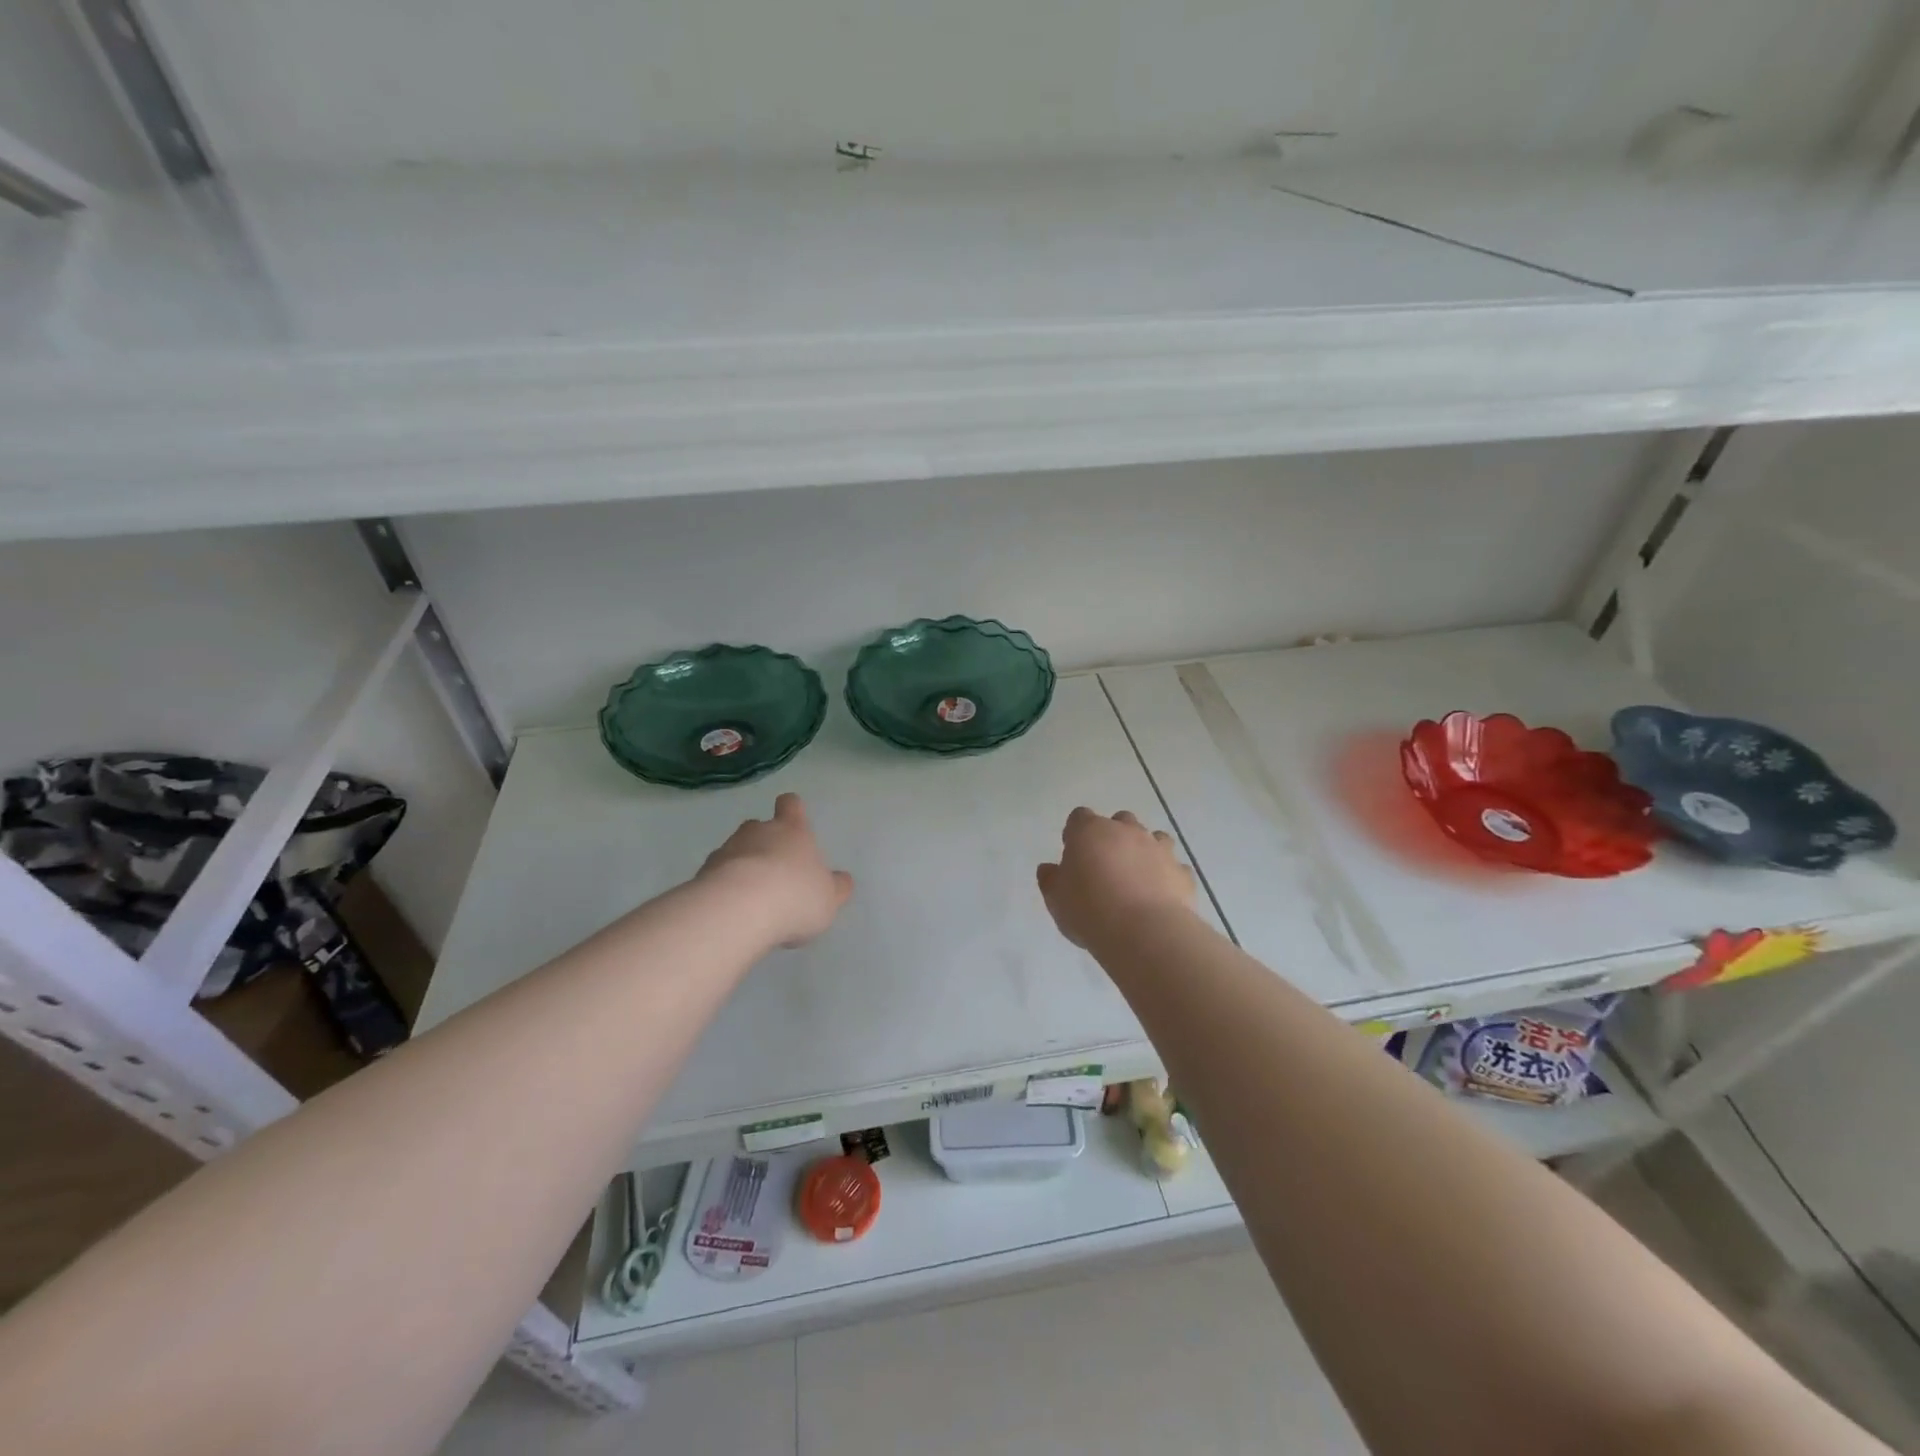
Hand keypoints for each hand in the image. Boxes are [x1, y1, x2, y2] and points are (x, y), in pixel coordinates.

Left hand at [697, 793, 854, 947]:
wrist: (739, 909)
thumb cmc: (795, 896)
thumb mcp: (829, 898)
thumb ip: (835, 887)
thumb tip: (842, 880)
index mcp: (793, 831)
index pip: (791, 805)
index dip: (792, 810)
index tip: (793, 820)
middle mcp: (758, 832)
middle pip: (759, 827)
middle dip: (764, 843)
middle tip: (775, 872)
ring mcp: (727, 850)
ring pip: (735, 851)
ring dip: (742, 867)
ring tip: (752, 899)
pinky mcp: (703, 873)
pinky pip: (716, 875)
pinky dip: (723, 888)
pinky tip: (732, 912)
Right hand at [1036, 808, 1196, 949]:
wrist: (1145, 932)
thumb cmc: (1090, 910)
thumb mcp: (1056, 899)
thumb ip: (1051, 880)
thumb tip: (1048, 869)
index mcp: (1090, 831)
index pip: (1079, 817)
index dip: (1075, 834)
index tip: (1073, 855)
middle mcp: (1127, 831)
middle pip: (1120, 821)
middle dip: (1113, 837)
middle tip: (1105, 867)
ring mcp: (1159, 849)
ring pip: (1154, 837)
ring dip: (1144, 851)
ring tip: (1136, 880)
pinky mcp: (1183, 872)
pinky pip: (1174, 867)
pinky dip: (1167, 876)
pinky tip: (1159, 896)